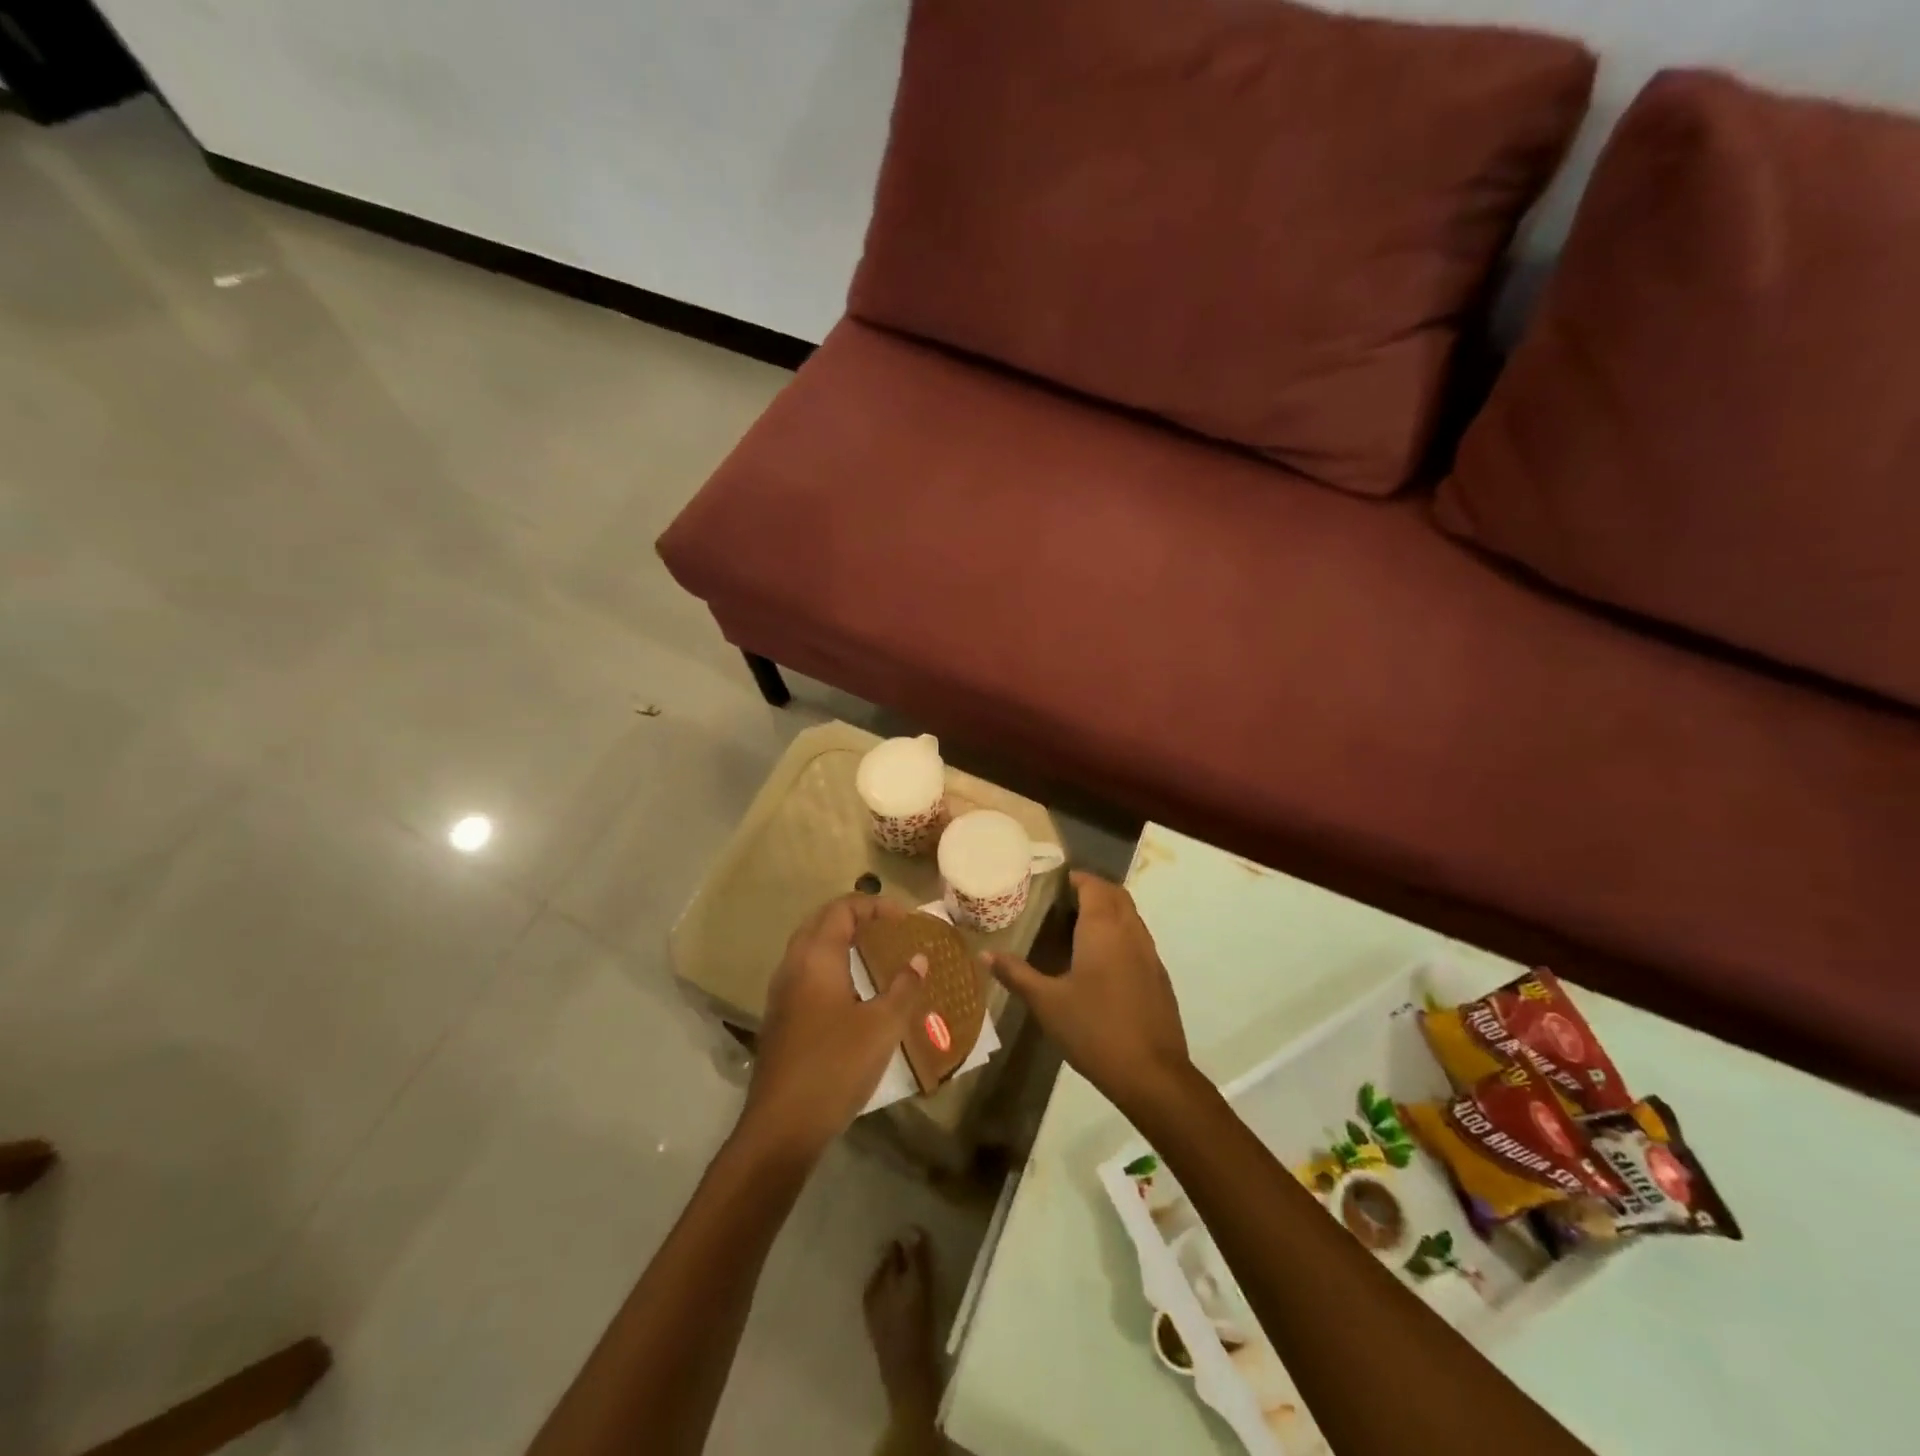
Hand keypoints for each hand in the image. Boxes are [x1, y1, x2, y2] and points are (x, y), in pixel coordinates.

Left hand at [737, 893, 931, 1163]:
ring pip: (810, 946)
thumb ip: (904, 987)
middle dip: (856, 917)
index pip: (842, 909)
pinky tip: (853, 990)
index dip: (874, 905)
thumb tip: (919, 959)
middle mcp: (793, 965)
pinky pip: (805, 971)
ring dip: (841, 940)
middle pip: (822, 921)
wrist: (782, 1125)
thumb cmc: (836, 1066)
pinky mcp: (780, 1016)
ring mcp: (781, 992)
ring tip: (876, 953)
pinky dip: (830, 964)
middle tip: (890, 930)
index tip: (904, 919)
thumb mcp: (883, 1026)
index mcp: (817, 957)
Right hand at [983, 872, 1192, 1117]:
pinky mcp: (1159, 977)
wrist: (1152, 1074)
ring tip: (1078, 928)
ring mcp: (1150, 954)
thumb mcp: (1046, 1002)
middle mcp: (1130, 932)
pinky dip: (1120, 935)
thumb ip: (1016, 974)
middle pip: (1116, 895)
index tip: (1053, 883)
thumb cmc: (1094, 1029)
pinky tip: (1101, 963)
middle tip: (1062, 902)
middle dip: (1093, 890)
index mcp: (1103, 928)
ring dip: (1109, 912)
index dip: (1076, 878)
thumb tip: (984, 953)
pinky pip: (1138, 940)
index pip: (1094, 885)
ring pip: (1131, 917)